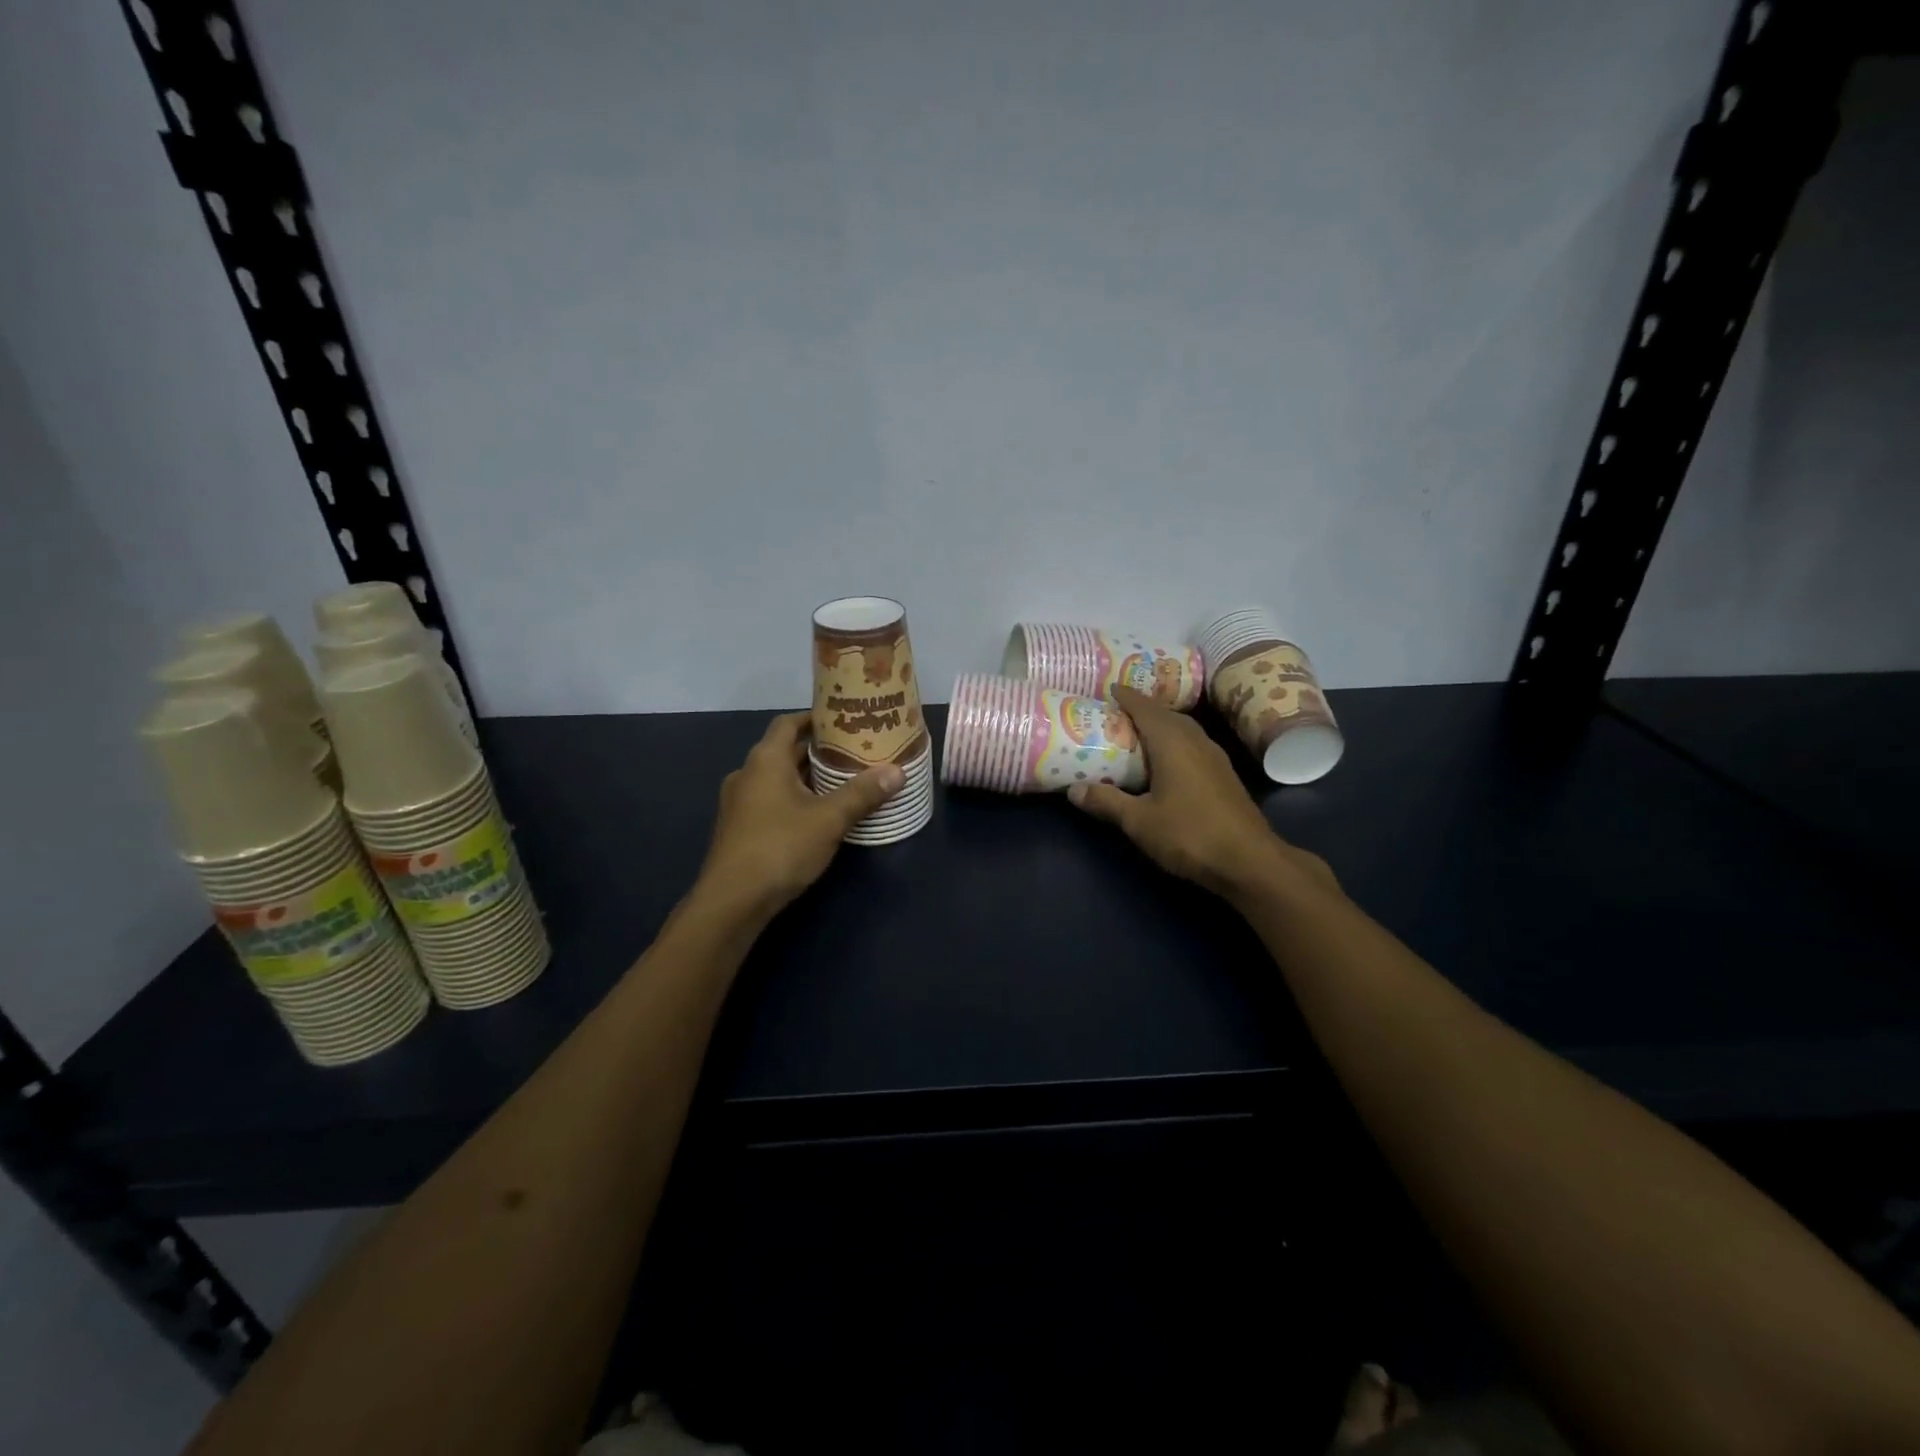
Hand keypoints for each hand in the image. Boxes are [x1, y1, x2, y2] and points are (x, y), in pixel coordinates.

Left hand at [695, 712, 902, 917]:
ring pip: (779, 778)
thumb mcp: (829, 819)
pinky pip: (772, 800)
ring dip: (808, 777)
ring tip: (844, 780)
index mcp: (766, 760)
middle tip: (855, 751)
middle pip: (785, 750)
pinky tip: (820, 813)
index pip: (789, 722)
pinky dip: (796, 798)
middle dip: (819, 751)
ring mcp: (740, 803)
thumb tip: (897, 771)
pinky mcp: (741, 828)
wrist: (733, 901)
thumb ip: (862, 793)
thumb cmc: (780, 847)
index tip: (844, 719)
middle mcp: (748, 773)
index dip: (815, 718)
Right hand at [1070, 686, 1336, 901]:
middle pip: (1167, 714)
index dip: (1126, 696)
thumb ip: (1107, 801)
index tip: (1108, 688)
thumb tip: (1072, 790)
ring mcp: (1214, 757)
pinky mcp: (1224, 775)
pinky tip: (1166, 760)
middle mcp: (1195, 741)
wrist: (1250, 861)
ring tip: (1138, 733)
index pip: (1145, 708)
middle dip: (1143, 708)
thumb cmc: (1190, 834)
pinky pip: (1193, 745)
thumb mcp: (1139, 821)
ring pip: (1184, 729)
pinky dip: (1175, 741)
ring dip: (1161, 724)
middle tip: (1117, 712)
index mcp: (1172, 742)